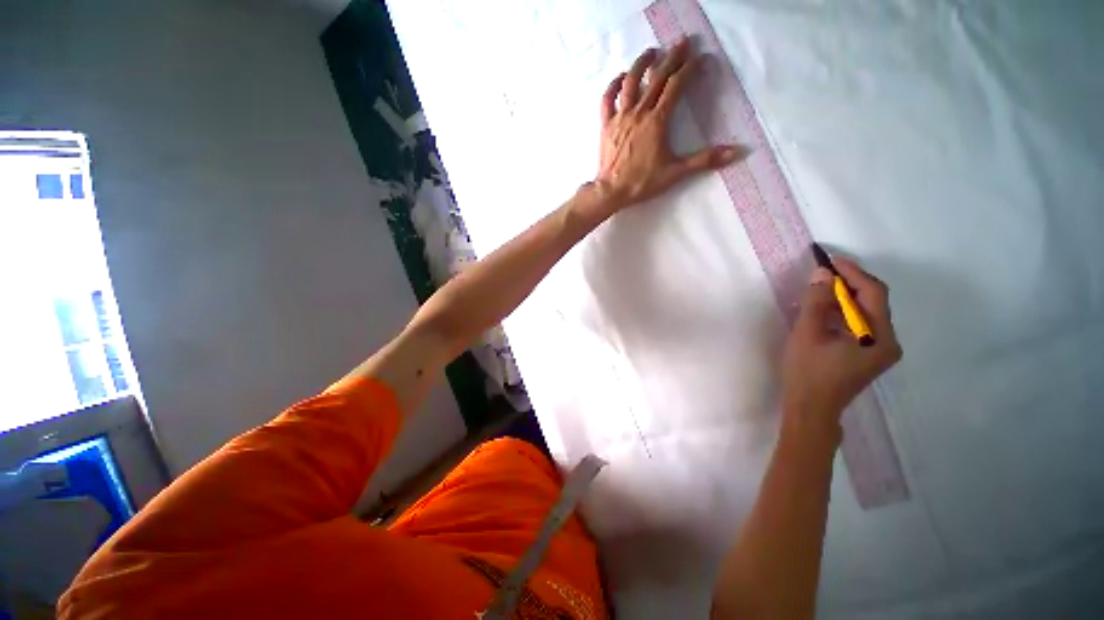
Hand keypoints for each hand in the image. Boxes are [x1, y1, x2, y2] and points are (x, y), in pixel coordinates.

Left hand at [595, 39, 740, 211]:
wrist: (611, 191)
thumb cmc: (642, 182)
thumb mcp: (675, 172)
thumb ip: (704, 160)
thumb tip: (737, 153)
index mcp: (657, 121)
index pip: (676, 86)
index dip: (689, 69)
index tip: (700, 59)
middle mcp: (639, 112)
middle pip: (657, 78)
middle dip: (672, 58)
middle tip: (683, 42)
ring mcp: (620, 117)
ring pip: (631, 83)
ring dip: (642, 64)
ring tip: (652, 52)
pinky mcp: (606, 125)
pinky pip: (608, 99)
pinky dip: (614, 85)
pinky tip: (621, 77)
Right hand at [781, 258, 902, 435]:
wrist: (810, 408)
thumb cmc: (808, 372)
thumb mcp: (808, 334)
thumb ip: (816, 302)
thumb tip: (822, 273)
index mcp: (880, 337)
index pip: (873, 293)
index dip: (853, 273)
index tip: (830, 259)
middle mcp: (889, 342)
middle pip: (873, 302)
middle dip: (848, 284)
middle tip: (823, 273)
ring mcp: (881, 350)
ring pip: (867, 313)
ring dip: (845, 298)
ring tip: (820, 290)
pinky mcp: (869, 355)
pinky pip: (861, 325)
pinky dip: (844, 313)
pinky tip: (825, 311)